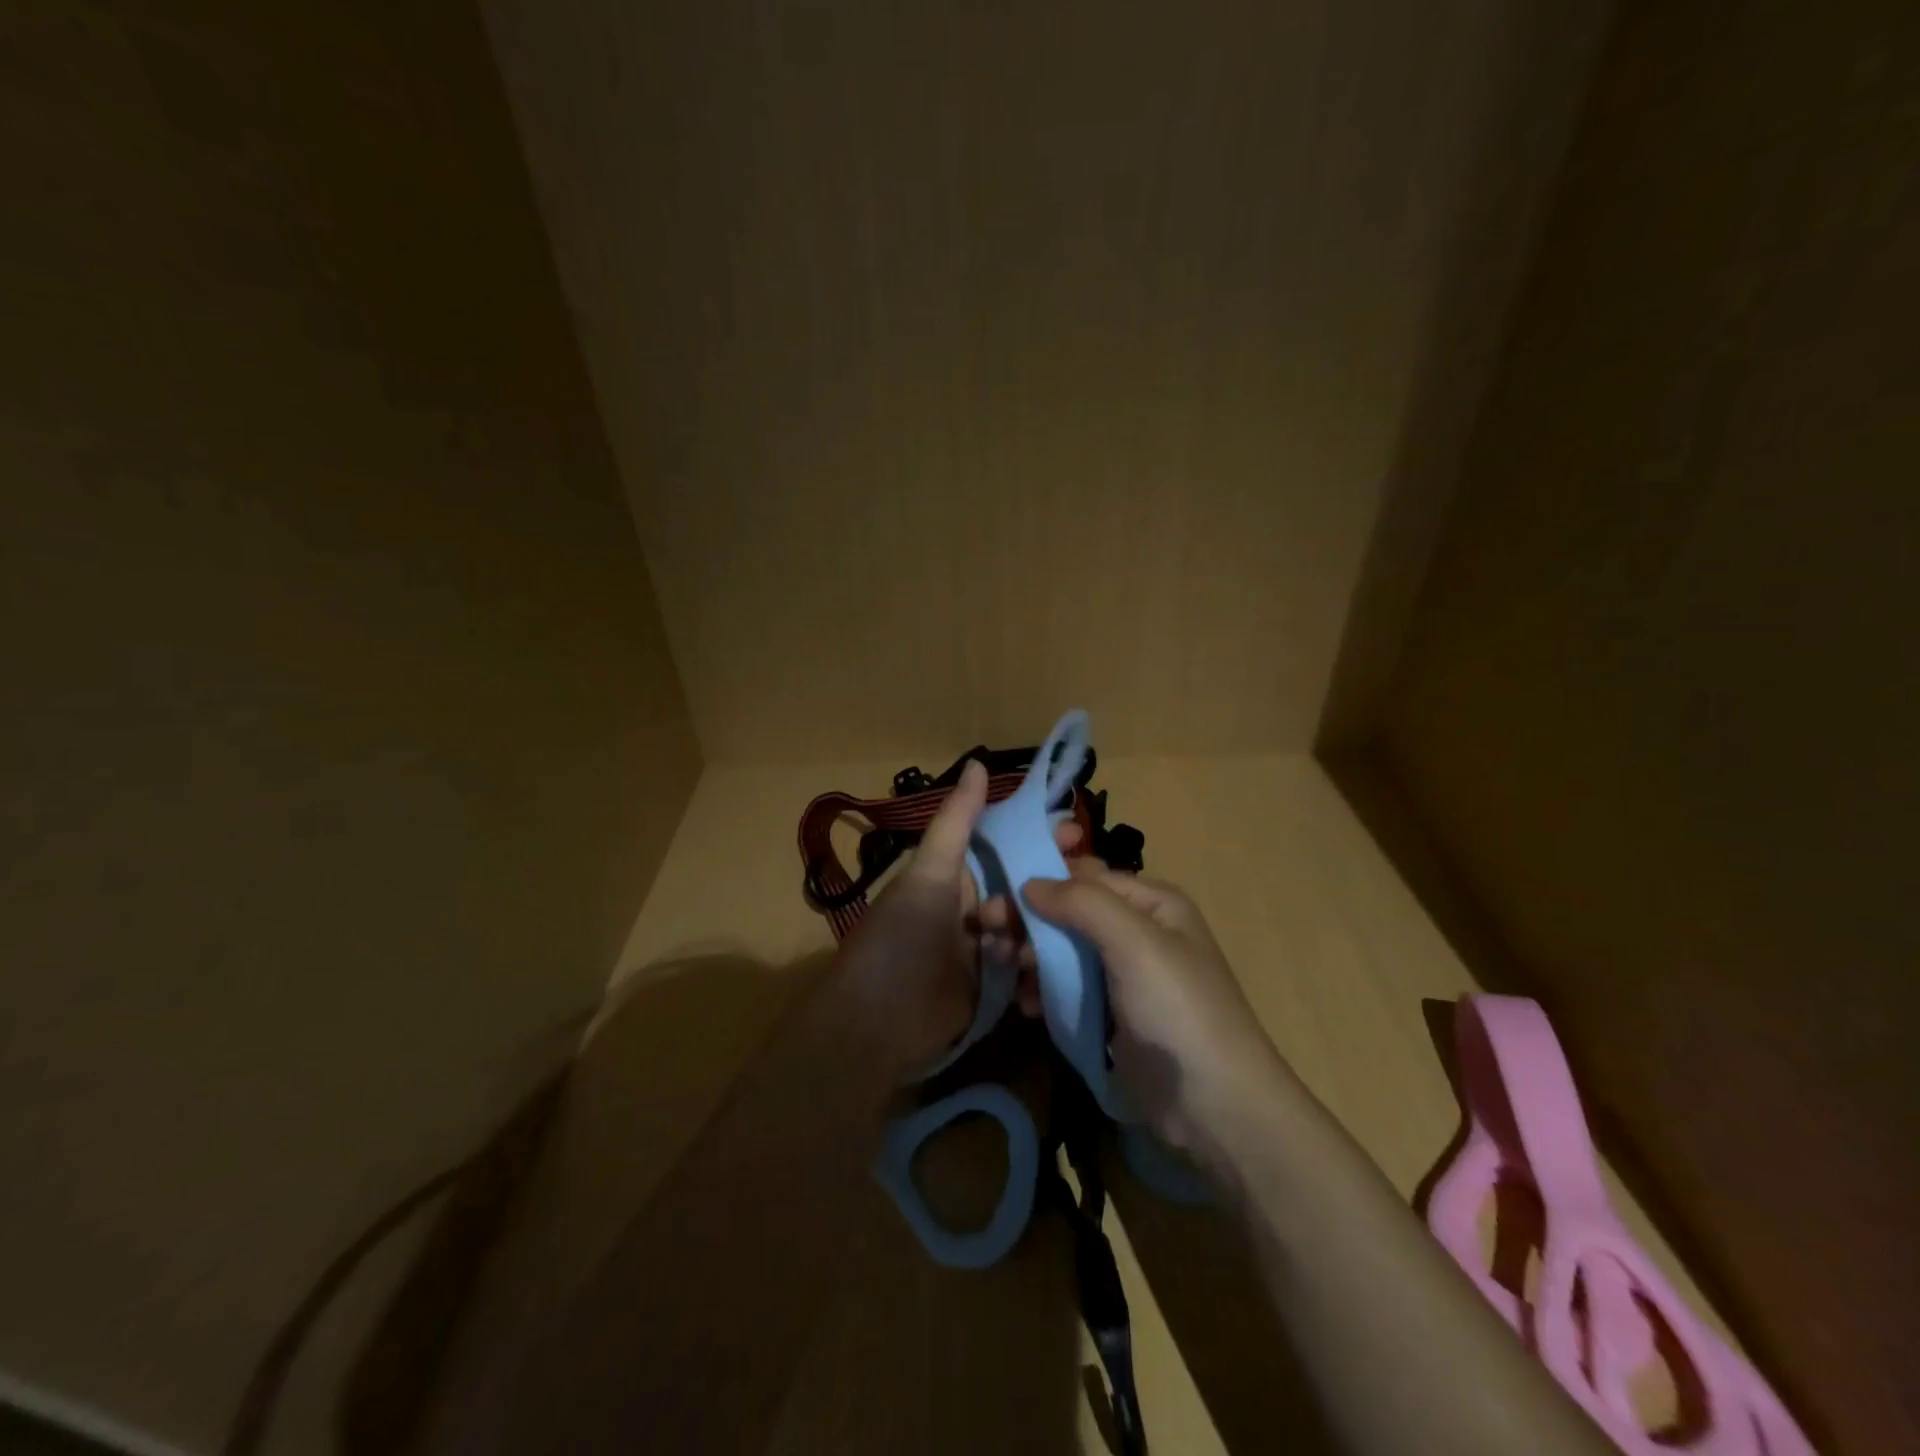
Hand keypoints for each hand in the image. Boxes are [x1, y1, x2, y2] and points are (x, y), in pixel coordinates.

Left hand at [835, 760, 1054, 1075]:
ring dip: (1047, 928)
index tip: (1075, 832)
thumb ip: (957, 822)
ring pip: (1030, 926)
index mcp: (955, 875)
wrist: (876, 1025)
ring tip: (1069, 932)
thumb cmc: (901, 938)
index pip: (1005, 845)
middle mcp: (972, 906)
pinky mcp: (993, 987)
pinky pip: (1026, 966)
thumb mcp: (929, 874)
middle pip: (1023, 886)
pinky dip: (1040, 964)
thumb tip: (977, 762)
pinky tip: (1057, 965)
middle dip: (1053, 884)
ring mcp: (984, 948)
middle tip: (1091, 885)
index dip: (1038, 836)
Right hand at [1023, 861, 1297, 1170]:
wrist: (1217, 1110)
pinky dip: (1043, 990)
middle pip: (1069, 913)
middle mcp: (1138, 931)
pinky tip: (1026, 1005)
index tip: (994, 899)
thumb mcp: (1135, 943)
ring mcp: (1124, 976)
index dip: (1038, 882)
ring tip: (1004, 970)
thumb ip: (1083, 903)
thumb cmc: (1178, 1012)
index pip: (1083, 876)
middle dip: (1028, 921)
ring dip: (1031, 956)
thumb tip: (1030, 882)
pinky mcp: (1112, 1016)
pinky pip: (1068, 988)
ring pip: (1064, 951)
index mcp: (1151, 903)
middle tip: (986, 933)